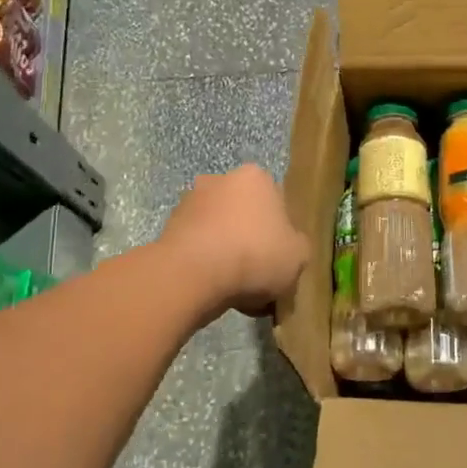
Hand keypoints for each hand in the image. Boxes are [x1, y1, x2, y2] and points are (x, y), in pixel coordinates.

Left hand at [159, 165, 309, 317]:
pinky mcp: (168, 228)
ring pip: (219, 231)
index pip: (277, 203)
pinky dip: (205, 264)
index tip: (281, 259)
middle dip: (251, 240)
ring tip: (235, 290)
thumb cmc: (256, 255)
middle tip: (259, 274)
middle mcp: (220, 180)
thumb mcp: (298, 256)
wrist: (193, 275)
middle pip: (245, 214)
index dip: (282, 233)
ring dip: (226, 253)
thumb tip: (288, 249)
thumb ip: (297, 247)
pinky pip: (197, 248)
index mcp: (256, 177)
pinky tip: (213, 290)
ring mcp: (189, 202)